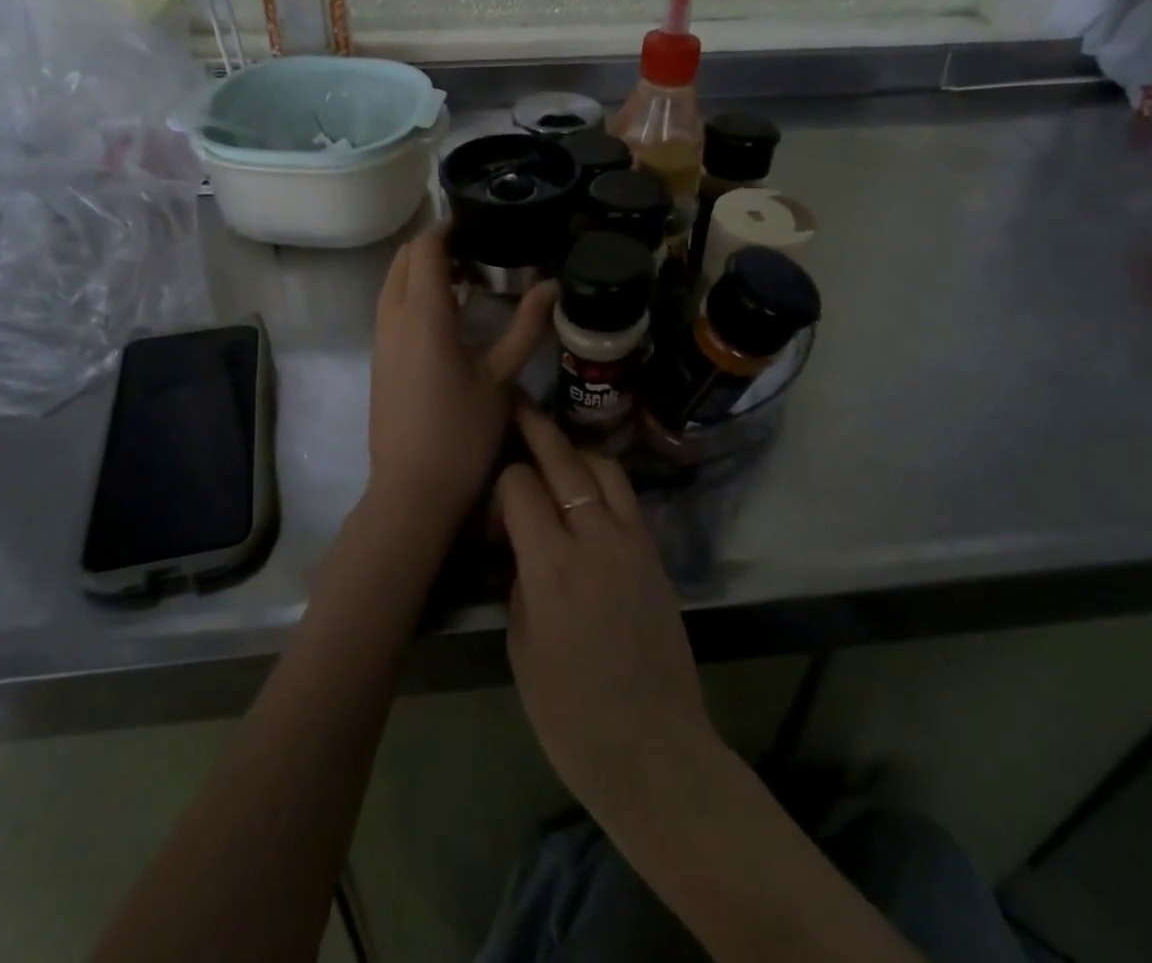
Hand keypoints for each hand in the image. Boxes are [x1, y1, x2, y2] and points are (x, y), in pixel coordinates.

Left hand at [367, 224, 554, 530]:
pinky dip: (414, 292)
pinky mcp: (379, 357)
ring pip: (394, 281)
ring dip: (423, 269)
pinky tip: (448, 313)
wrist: (412, 490)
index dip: (448, 228)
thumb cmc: (462, 432)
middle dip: (435, 245)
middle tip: (477, 250)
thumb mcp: (502, 378)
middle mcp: (393, 317)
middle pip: (405, 258)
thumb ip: (527, 326)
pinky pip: (392, 305)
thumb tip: (553, 286)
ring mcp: (381, 338)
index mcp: (423, 314)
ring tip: (466, 277)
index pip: (426, 248)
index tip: (478, 222)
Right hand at [498, 403, 714, 819]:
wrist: (653, 748)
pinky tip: (589, 493)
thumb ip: (520, 581)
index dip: (502, 486)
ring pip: (603, 466)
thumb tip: (520, 546)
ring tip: (556, 455)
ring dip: (576, 452)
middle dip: (536, 426)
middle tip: (518, 403)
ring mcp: (632, 541)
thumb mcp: (522, 647)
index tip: (496, 516)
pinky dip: (604, 481)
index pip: (521, 485)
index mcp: (551, 566)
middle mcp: (594, 538)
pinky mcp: (655, 552)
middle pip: (564, 459)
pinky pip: (627, 496)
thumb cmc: (572, 714)